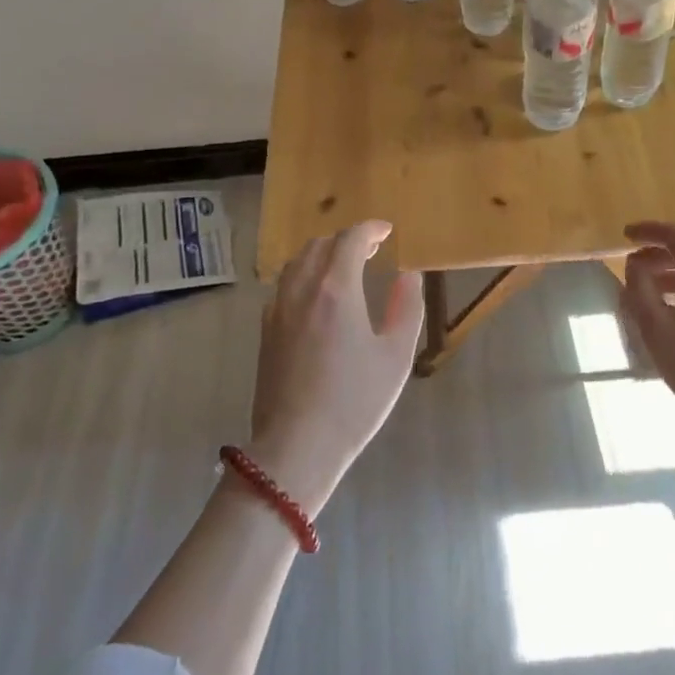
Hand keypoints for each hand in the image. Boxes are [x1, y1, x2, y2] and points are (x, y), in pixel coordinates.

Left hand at [248, 220, 424, 513]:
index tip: (387, 231)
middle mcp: (302, 290)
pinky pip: (284, 285)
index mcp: (336, 289)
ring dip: (322, 254)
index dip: (370, 229)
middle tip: (371, 249)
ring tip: (344, 265)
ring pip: (297, 262)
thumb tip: (408, 276)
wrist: (297, 446)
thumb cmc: (355, 401)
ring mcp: (278, 309)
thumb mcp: (396, 356)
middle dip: (346, 239)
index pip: (350, 239)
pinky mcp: (266, 330)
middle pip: (319, 245)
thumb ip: (407, 308)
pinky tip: (317, 295)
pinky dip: (304, 274)